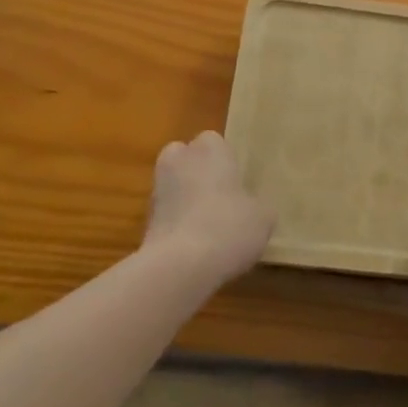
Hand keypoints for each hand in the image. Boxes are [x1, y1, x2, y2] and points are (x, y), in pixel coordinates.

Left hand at [144, 131, 274, 285]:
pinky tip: (194, 248)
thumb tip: (253, 209)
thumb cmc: (229, 226)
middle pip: (186, 159)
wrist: (180, 265)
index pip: (214, 141)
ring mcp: (157, 190)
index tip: (236, 181)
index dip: (224, 161)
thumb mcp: (263, 217)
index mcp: (210, 148)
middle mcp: (180, 160)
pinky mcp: (144, 221)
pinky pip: (166, 215)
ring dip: (185, 201)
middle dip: (197, 174)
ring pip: (173, 187)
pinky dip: (176, 226)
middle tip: (219, 199)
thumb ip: (258, 206)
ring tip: (208, 229)